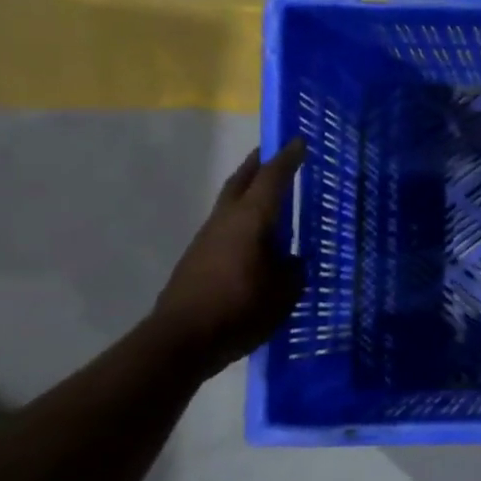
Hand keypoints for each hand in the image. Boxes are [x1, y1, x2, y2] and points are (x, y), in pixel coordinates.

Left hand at [152, 138, 306, 375]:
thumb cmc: (239, 310)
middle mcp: (226, 220)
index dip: (288, 159)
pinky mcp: (199, 258)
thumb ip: (293, 271)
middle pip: (242, 181)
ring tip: (269, 193)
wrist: (181, 339)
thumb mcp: (284, 293)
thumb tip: (292, 261)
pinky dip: (243, 217)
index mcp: (251, 220)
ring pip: (230, 202)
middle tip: (274, 153)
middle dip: (259, 164)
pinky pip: (226, 225)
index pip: (272, 179)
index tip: (299, 140)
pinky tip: (255, 234)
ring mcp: (207, 238)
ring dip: (248, 190)